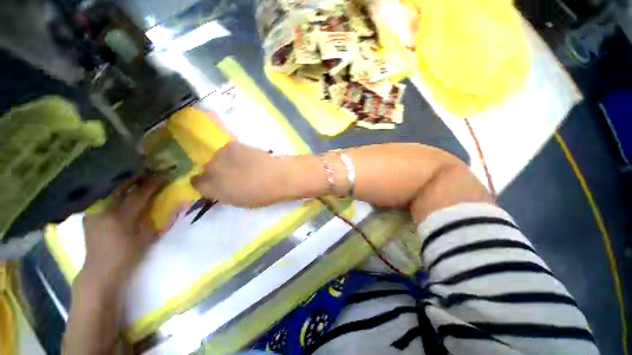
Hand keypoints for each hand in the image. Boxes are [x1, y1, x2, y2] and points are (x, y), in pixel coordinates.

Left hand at [82, 175, 164, 285]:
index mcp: (122, 218)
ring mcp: (94, 213)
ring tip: (133, 177)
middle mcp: (105, 212)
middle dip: (135, 177)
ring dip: (123, 183)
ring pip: (110, 191)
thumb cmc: (127, 256)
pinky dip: (112, 192)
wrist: (100, 270)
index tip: (164, 175)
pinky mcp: (89, 216)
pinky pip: (102, 199)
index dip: (153, 184)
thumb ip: (150, 218)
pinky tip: (117, 191)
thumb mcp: (146, 238)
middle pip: (121, 188)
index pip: (140, 195)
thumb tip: (154, 203)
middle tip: (147, 170)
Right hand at [191, 142, 289, 207]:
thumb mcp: (239, 201)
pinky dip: (233, 154)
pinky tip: (245, 157)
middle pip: (206, 170)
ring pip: (216, 158)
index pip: (197, 184)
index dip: (206, 184)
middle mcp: (211, 172)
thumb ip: (224, 194)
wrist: (277, 177)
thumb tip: (219, 188)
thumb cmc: (261, 195)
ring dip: (224, 162)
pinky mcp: (231, 145)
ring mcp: (220, 156)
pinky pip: (226, 150)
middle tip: (231, 174)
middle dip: (215, 173)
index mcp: (213, 189)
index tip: (215, 184)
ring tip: (240, 164)